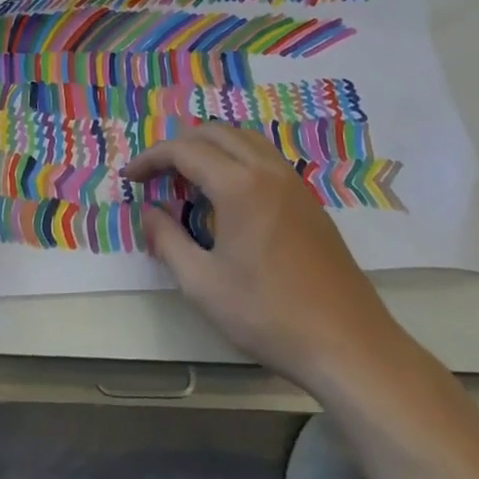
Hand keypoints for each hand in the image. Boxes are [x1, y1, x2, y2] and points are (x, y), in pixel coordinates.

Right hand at [125, 123, 408, 389]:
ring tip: (187, 179)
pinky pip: (264, 158)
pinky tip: (226, 196)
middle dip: (179, 146)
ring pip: (244, 140)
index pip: (184, 151)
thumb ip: (167, 239)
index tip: (130, 179)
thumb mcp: (202, 283)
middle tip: (156, 175)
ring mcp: (294, 183)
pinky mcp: (309, 201)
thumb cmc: (267, 314)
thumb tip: (149, 212)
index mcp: (240, 185)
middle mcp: (268, 171)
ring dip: (210, 148)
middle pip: (216, 133)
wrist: (347, 344)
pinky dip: (236, 159)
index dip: (151, 159)